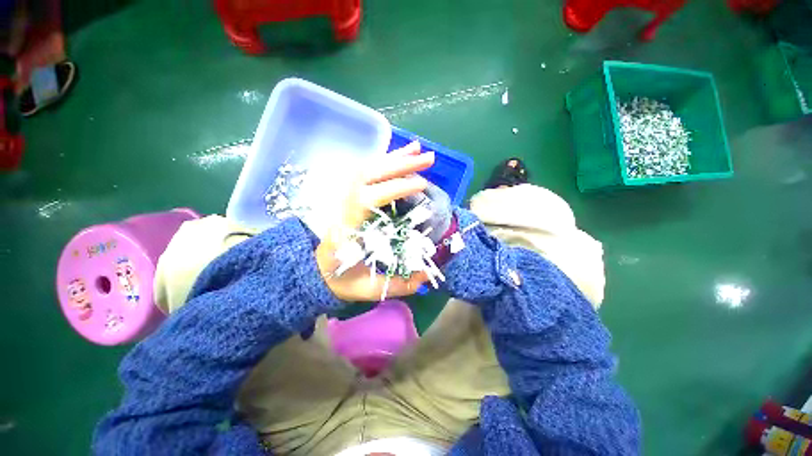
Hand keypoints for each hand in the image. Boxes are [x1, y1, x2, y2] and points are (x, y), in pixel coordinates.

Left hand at [315, 141, 434, 301]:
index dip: (395, 189)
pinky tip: (400, 156)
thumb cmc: (341, 279)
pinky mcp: (350, 196)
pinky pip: (367, 173)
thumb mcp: (369, 289)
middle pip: (369, 176)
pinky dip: (384, 162)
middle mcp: (344, 207)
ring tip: (419, 149)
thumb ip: (399, 285)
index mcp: (347, 229)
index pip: (369, 199)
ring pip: (368, 169)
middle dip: (400, 165)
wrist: (317, 272)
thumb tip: (428, 272)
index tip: (421, 185)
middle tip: (429, 158)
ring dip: (394, 158)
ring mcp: (345, 198)